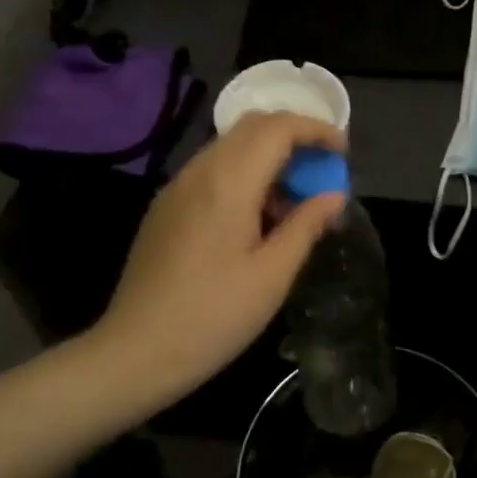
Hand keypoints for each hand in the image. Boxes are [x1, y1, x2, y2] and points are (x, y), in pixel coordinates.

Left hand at [96, 111, 347, 409]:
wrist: (135, 351)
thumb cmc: (213, 317)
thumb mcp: (272, 276)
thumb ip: (306, 226)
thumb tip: (334, 195)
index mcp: (228, 182)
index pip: (277, 127)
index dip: (316, 129)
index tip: (342, 152)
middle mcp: (199, 171)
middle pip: (252, 126)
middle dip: (294, 137)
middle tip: (322, 171)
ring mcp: (177, 186)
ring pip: (230, 146)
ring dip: (268, 156)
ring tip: (293, 201)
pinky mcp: (166, 205)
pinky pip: (211, 169)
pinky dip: (243, 173)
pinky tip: (255, 216)